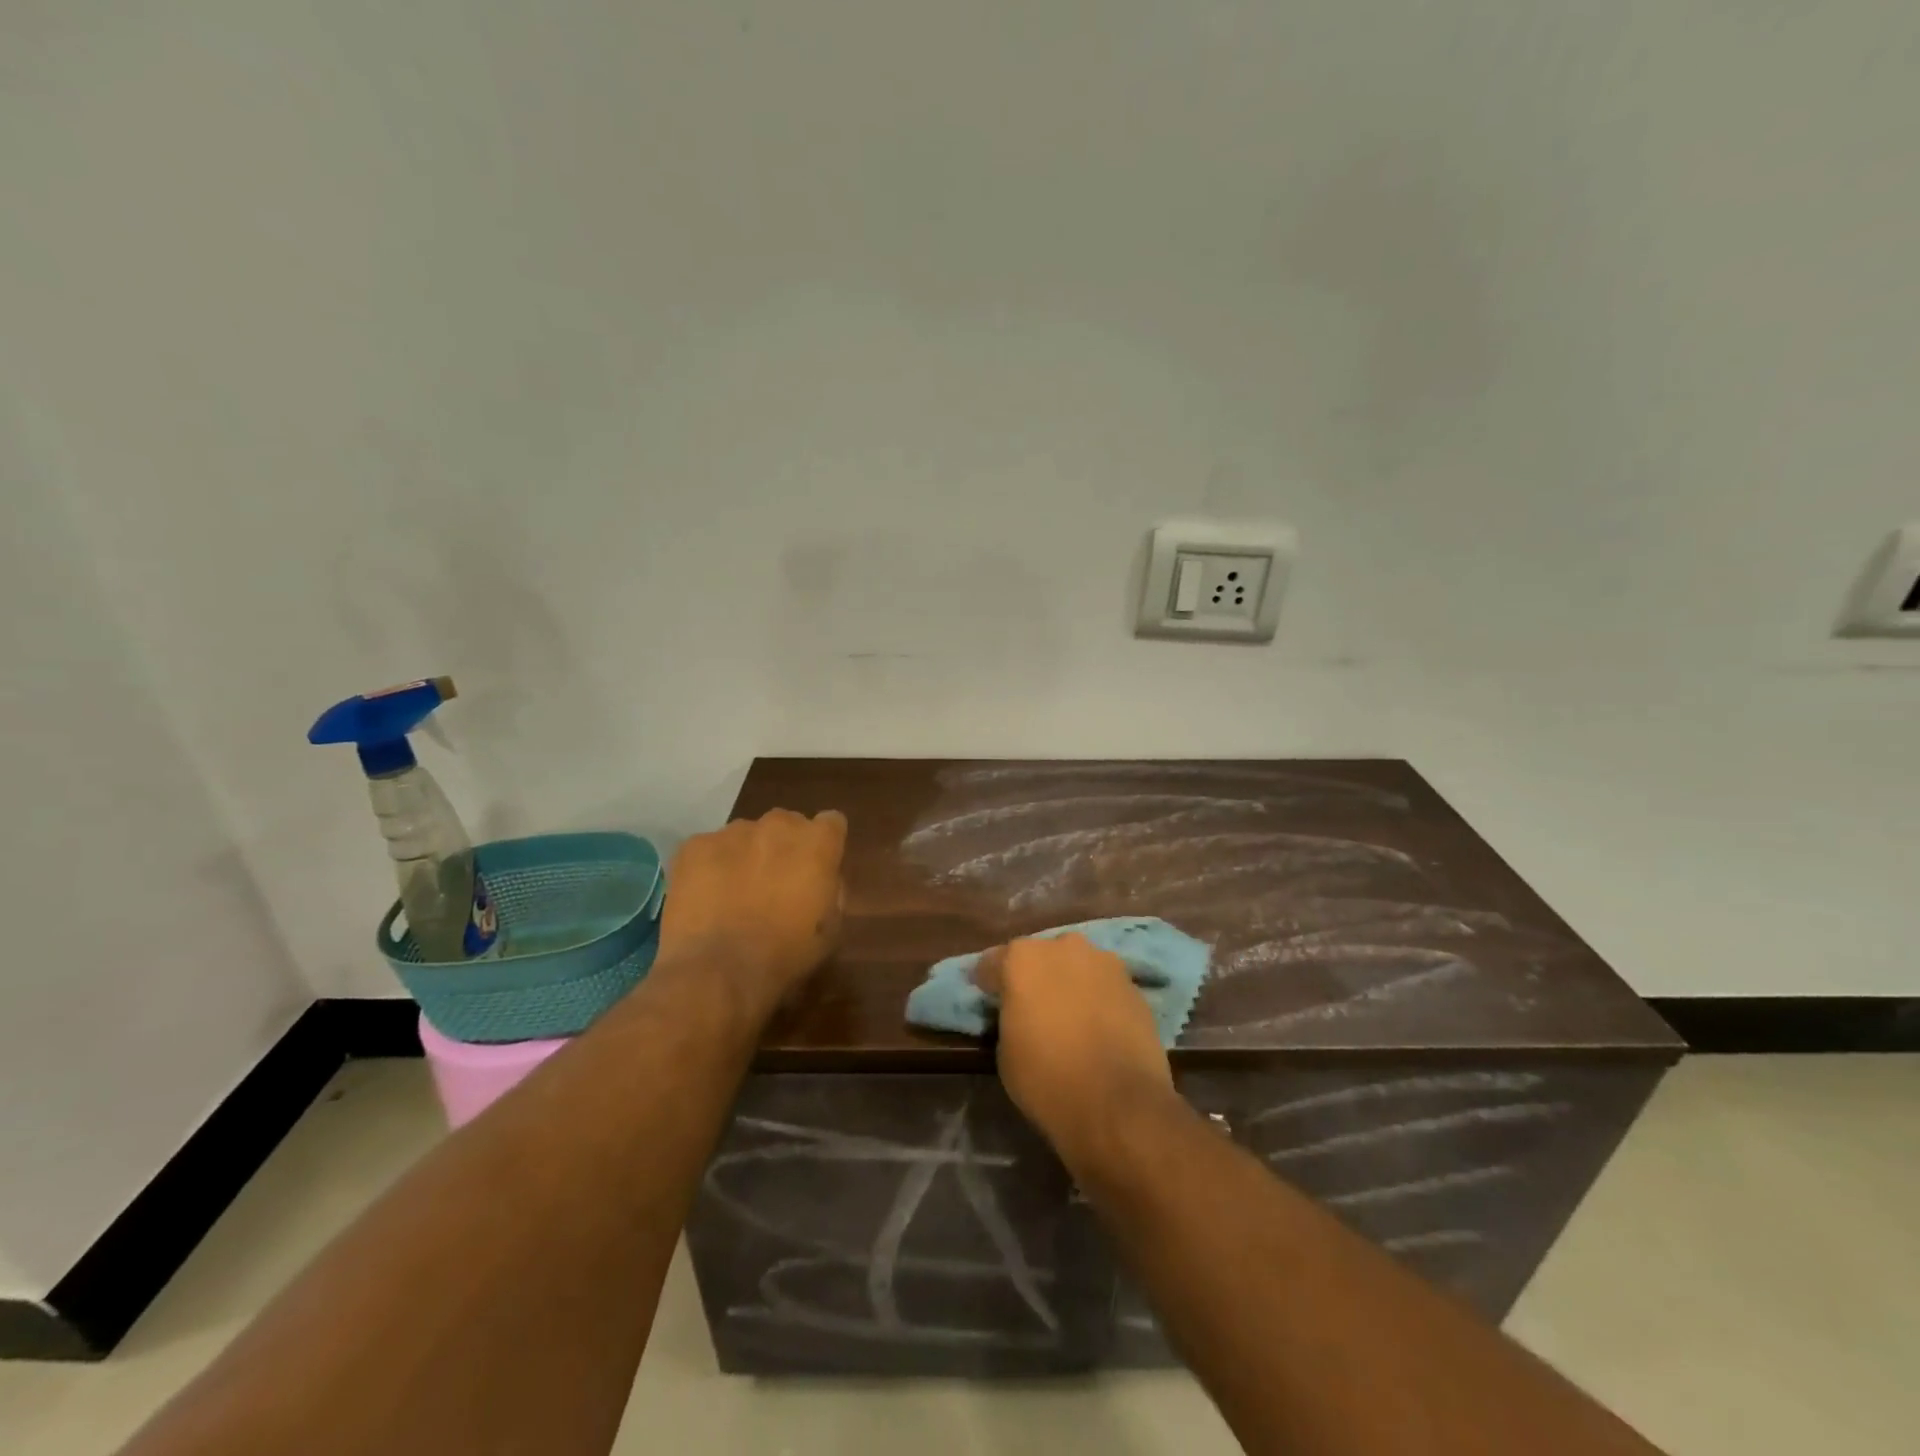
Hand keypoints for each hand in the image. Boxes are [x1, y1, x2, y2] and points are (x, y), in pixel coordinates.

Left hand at [658, 809, 846, 1009]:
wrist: (719, 971)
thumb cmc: (786, 953)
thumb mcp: (832, 928)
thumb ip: (832, 890)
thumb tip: (822, 878)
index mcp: (817, 841)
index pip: (831, 823)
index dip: (824, 845)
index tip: (816, 869)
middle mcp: (777, 824)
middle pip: (786, 824)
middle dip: (783, 847)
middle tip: (774, 884)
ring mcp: (732, 831)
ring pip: (745, 834)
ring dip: (746, 855)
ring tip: (734, 894)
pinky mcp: (694, 845)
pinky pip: (708, 849)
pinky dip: (710, 867)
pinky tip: (707, 899)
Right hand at [973, 934, 1173, 1172]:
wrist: (1120, 1105)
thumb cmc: (1047, 1079)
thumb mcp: (1005, 1052)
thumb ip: (1010, 1016)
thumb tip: (1021, 1013)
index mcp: (1022, 958)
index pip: (993, 962)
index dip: (988, 982)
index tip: (987, 998)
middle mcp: (1064, 947)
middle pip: (1040, 956)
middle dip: (1033, 976)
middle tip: (1030, 1006)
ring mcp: (1104, 962)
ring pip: (1076, 966)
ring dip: (1068, 982)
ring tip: (1069, 1015)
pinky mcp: (1134, 985)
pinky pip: (1104, 986)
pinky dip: (1097, 999)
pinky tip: (1097, 1026)